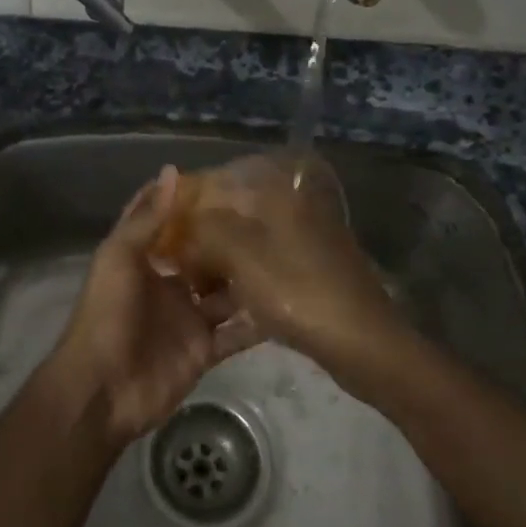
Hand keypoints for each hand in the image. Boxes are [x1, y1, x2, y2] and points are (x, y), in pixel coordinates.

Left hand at [48, 167, 258, 445]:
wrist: (103, 390)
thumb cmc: (106, 314)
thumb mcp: (120, 257)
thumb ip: (147, 219)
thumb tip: (172, 171)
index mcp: (142, 260)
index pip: (166, 224)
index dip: (186, 202)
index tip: (220, 178)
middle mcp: (167, 285)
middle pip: (201, 257)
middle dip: (227, 239)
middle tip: (268, 215)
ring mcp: (188, 319)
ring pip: (225, 293)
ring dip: (247, 278)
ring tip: (285, 252)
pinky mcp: (204, 350)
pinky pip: (236, 333)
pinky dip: (257, 323)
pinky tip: (287, 302)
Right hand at [173, 154, 407, 392]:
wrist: (364, 344)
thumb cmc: (297, 291)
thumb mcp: (240, 255)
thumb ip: (202, 232)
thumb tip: (179, 231)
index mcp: (279, 193)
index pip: (220, 182)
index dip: (187, 203)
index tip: (161, 227)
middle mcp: (292, 209)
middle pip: (232, 216)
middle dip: (200, 239)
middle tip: (173, 265)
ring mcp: (303, 243)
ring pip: (246, 247)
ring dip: (218, 267)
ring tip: (191, 292)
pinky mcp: (309, 275)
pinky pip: (263, 272)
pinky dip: (241, 286)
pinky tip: (220, 310)